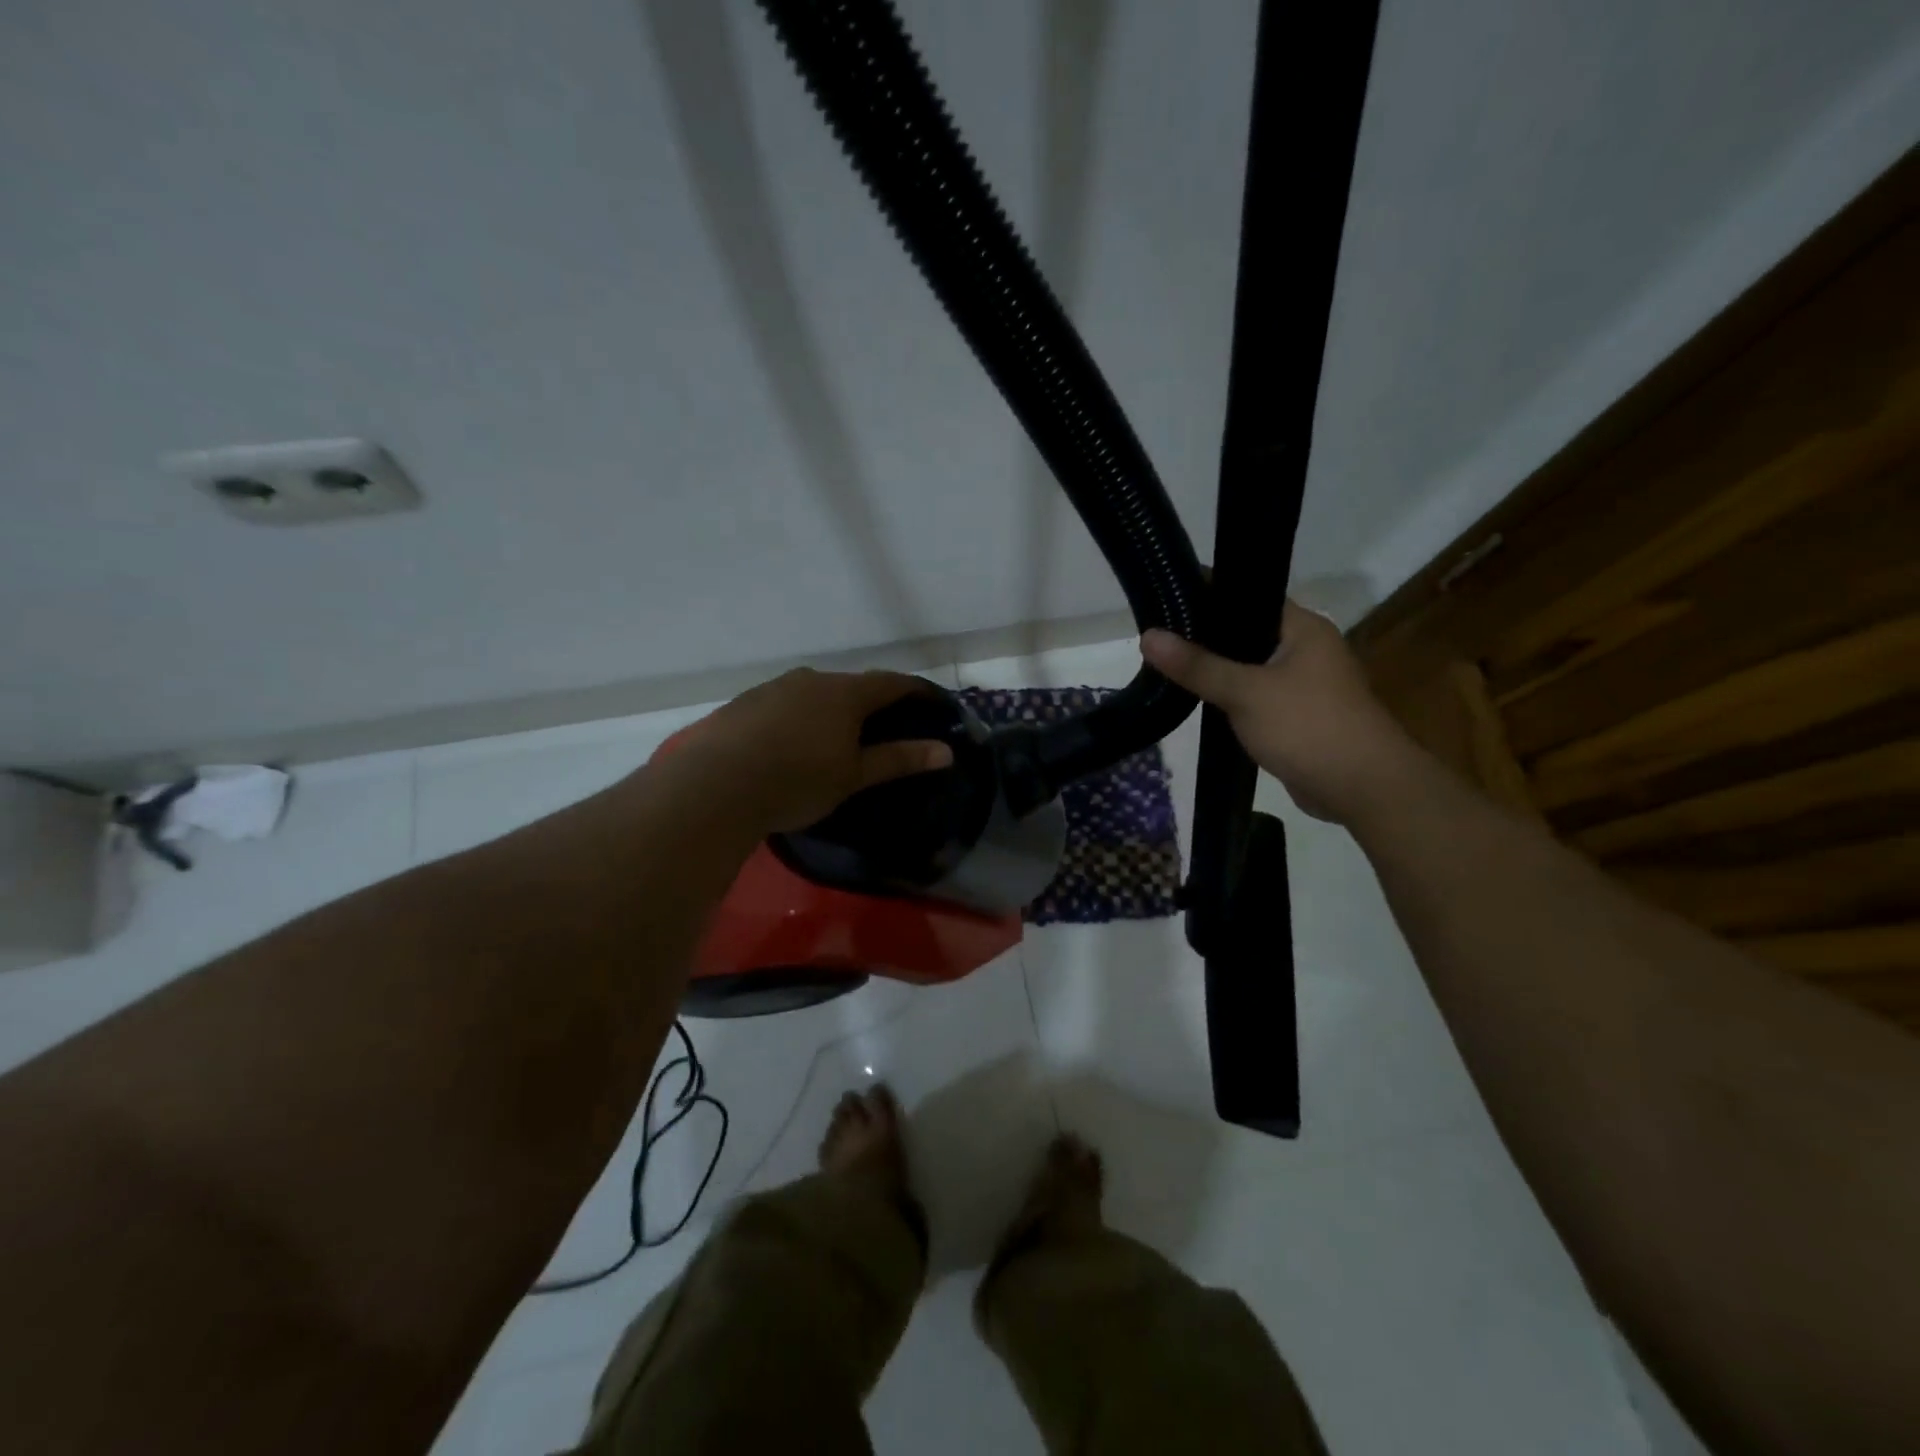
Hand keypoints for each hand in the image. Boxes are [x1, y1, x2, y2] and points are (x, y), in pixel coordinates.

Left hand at [688, 668, 954, 832]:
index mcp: (845, 693)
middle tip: (881, 730)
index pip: (891, 683)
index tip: (931, 703)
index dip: (915, 691)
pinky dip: (796, 719)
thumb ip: (899, 759)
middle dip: (869, 704)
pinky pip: (782, 705)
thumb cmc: (798, 781)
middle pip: (851, 686)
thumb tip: (945, 750)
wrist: (715, 785)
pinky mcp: (743, 703)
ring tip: (832, 740)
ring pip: (813, 694)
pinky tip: (788, 745)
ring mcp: (773, 688)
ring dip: (829, 711)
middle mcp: (810, 680)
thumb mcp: (854, 776)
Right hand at [1142, 600, 1418, 824]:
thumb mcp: (1245, 692)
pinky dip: (1230, 696)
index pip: (1249, 596)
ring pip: (1249, 667)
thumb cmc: (1308, 726)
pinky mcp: (1297, 714)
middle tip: (1158, 635)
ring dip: (1217, 670)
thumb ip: (1197, 665)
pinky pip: (1255, 695)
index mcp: (1303, 627)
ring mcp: (1304, 683)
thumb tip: (1148, 635)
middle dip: (1205, 636)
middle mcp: (1307, 648)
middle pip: (1246, 632)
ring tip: (1168, 664)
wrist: (1362, 787)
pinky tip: (1198, 699)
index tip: (1165, 596)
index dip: (1208, 594)